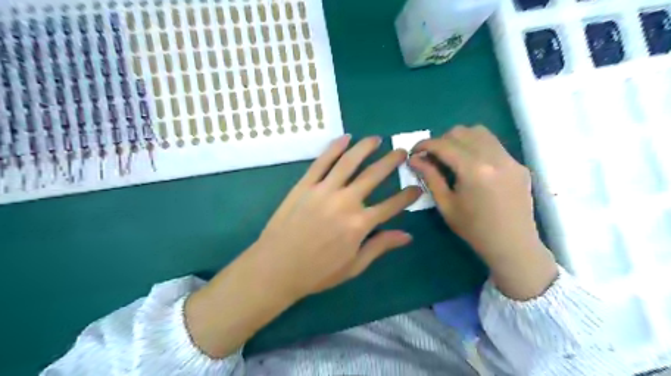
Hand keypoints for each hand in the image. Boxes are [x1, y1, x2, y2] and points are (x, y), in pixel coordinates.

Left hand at [186, 135, 420, 358]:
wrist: (276, 267)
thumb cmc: (317, 272)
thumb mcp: (354, 266)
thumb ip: (380, 247)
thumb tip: (407, 235)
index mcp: (360, 224)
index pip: (392, 205)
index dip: (407, 195)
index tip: (417, 186)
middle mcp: (346, 202)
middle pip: (373, 175)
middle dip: (391, 162)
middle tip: (401, 152)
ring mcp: (324, 190)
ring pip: (349, 162)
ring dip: (365, 147)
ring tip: (377, 139)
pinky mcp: (305, 185)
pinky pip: (322, 162)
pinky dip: (334, 148)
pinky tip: (345, 138)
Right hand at [409, 125, 555, 299]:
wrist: (513, 245)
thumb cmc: (474, 229)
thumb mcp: (446, 204)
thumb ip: (430, 177)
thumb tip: (414, 159)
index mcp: (474, 170)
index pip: (444, 145)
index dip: (424, 145)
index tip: (414, 152)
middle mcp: (494, 157)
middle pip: (461, 132)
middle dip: (441, 140)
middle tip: (432, 157)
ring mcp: (510, 159)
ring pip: (479, 132)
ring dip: (460, 139)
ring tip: (451, 156)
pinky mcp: (518, 164)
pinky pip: (493, 144)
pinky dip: (476, 146)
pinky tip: (472, 165)